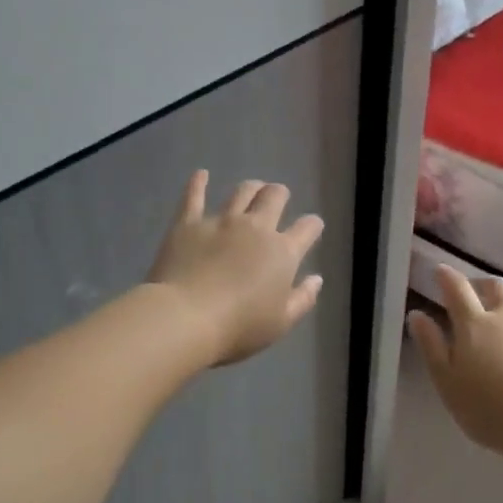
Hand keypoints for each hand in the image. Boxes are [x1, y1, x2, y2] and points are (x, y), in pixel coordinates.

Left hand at [146, 171, 324, 365]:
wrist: (185, 318)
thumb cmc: (238, 327)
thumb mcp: (280, 323)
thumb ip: (302, 299)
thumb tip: (316, 279)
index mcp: (282, 253)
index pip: (306, 230)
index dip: (312, 225)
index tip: (312, 226)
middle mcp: (255, 228)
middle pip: (274, 198)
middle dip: (280, 194)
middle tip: (279, 196)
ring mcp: (221, 221)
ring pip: (242, 192)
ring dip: (251, 188)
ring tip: (253, 188)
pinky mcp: (188, 223)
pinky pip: (194, 196)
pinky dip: (198, 183)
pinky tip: (201, 174)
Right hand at [407, 266, 502, 459]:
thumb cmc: (489, 409)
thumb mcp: (447, 382)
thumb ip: (431, 346)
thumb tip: (417, 314)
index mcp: (475, 324)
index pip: (457, 288)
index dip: (446, 276)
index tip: (440, 271)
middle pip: (496, 286)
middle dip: (482, 284)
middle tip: (475, 293)